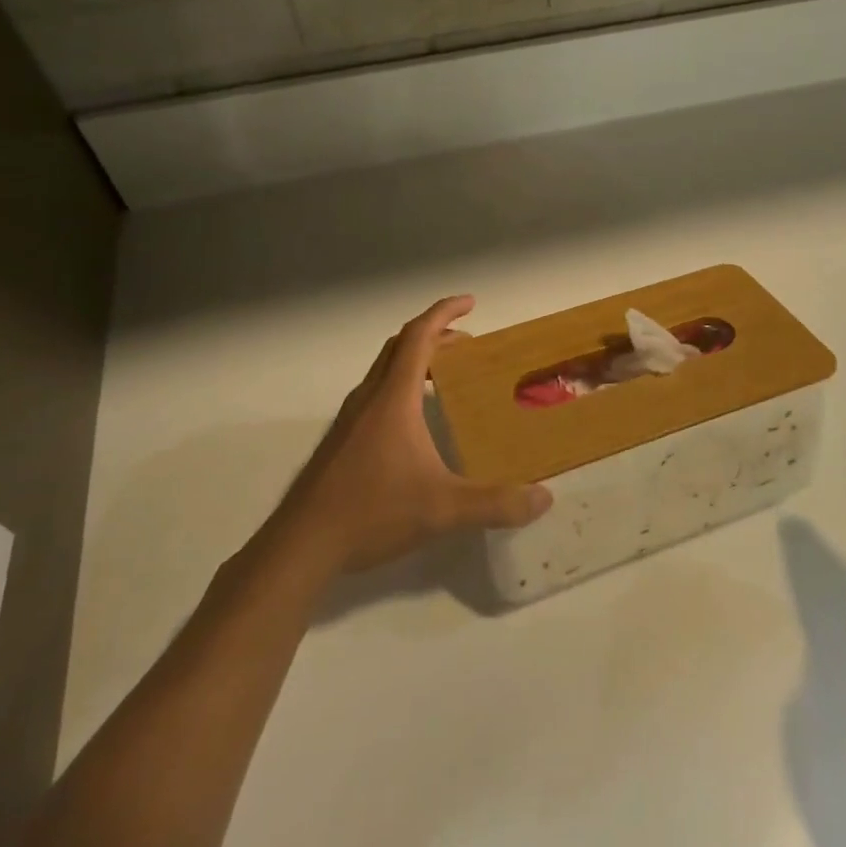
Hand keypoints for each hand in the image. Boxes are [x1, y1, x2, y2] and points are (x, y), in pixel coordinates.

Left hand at [275, 296, 551, 572]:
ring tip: (445, 377)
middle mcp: (369, 398)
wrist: (301, 544)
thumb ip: (495, 503)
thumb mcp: (443, 509)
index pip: (419, 336)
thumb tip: (543, 499)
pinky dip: (400, 387)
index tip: (471, 301)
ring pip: (384, 371)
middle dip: (435, 335)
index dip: (445, 312)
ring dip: (415, 360)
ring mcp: (349, 419)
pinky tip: (414, 423)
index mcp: (393, 398)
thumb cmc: (372, 512)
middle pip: (400, 347)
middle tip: (467, 345)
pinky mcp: (340, 442)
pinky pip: (375, 394)